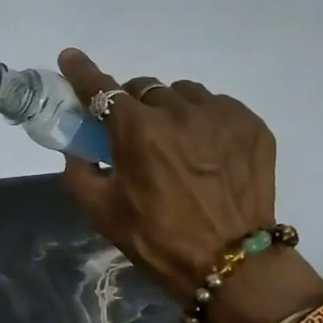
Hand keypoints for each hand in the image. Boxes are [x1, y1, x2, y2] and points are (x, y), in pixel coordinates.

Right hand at [56, 49, 322, 322]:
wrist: (233, 265)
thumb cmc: (158, 240)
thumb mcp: (102, 212)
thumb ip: (79, 173)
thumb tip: (77, 150)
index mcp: (138, 132)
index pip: (102, 89)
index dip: (82, 72)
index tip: (70, 57)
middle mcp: (179, 112)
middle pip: (144, 88)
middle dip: (132, 105)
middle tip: (134, 135)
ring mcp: (220, 115)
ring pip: (182, 94)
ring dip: (170, 109)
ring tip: (176, 144)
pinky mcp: (252, 125)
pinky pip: (217, 106)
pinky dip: (204, 120)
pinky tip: (206, 151)